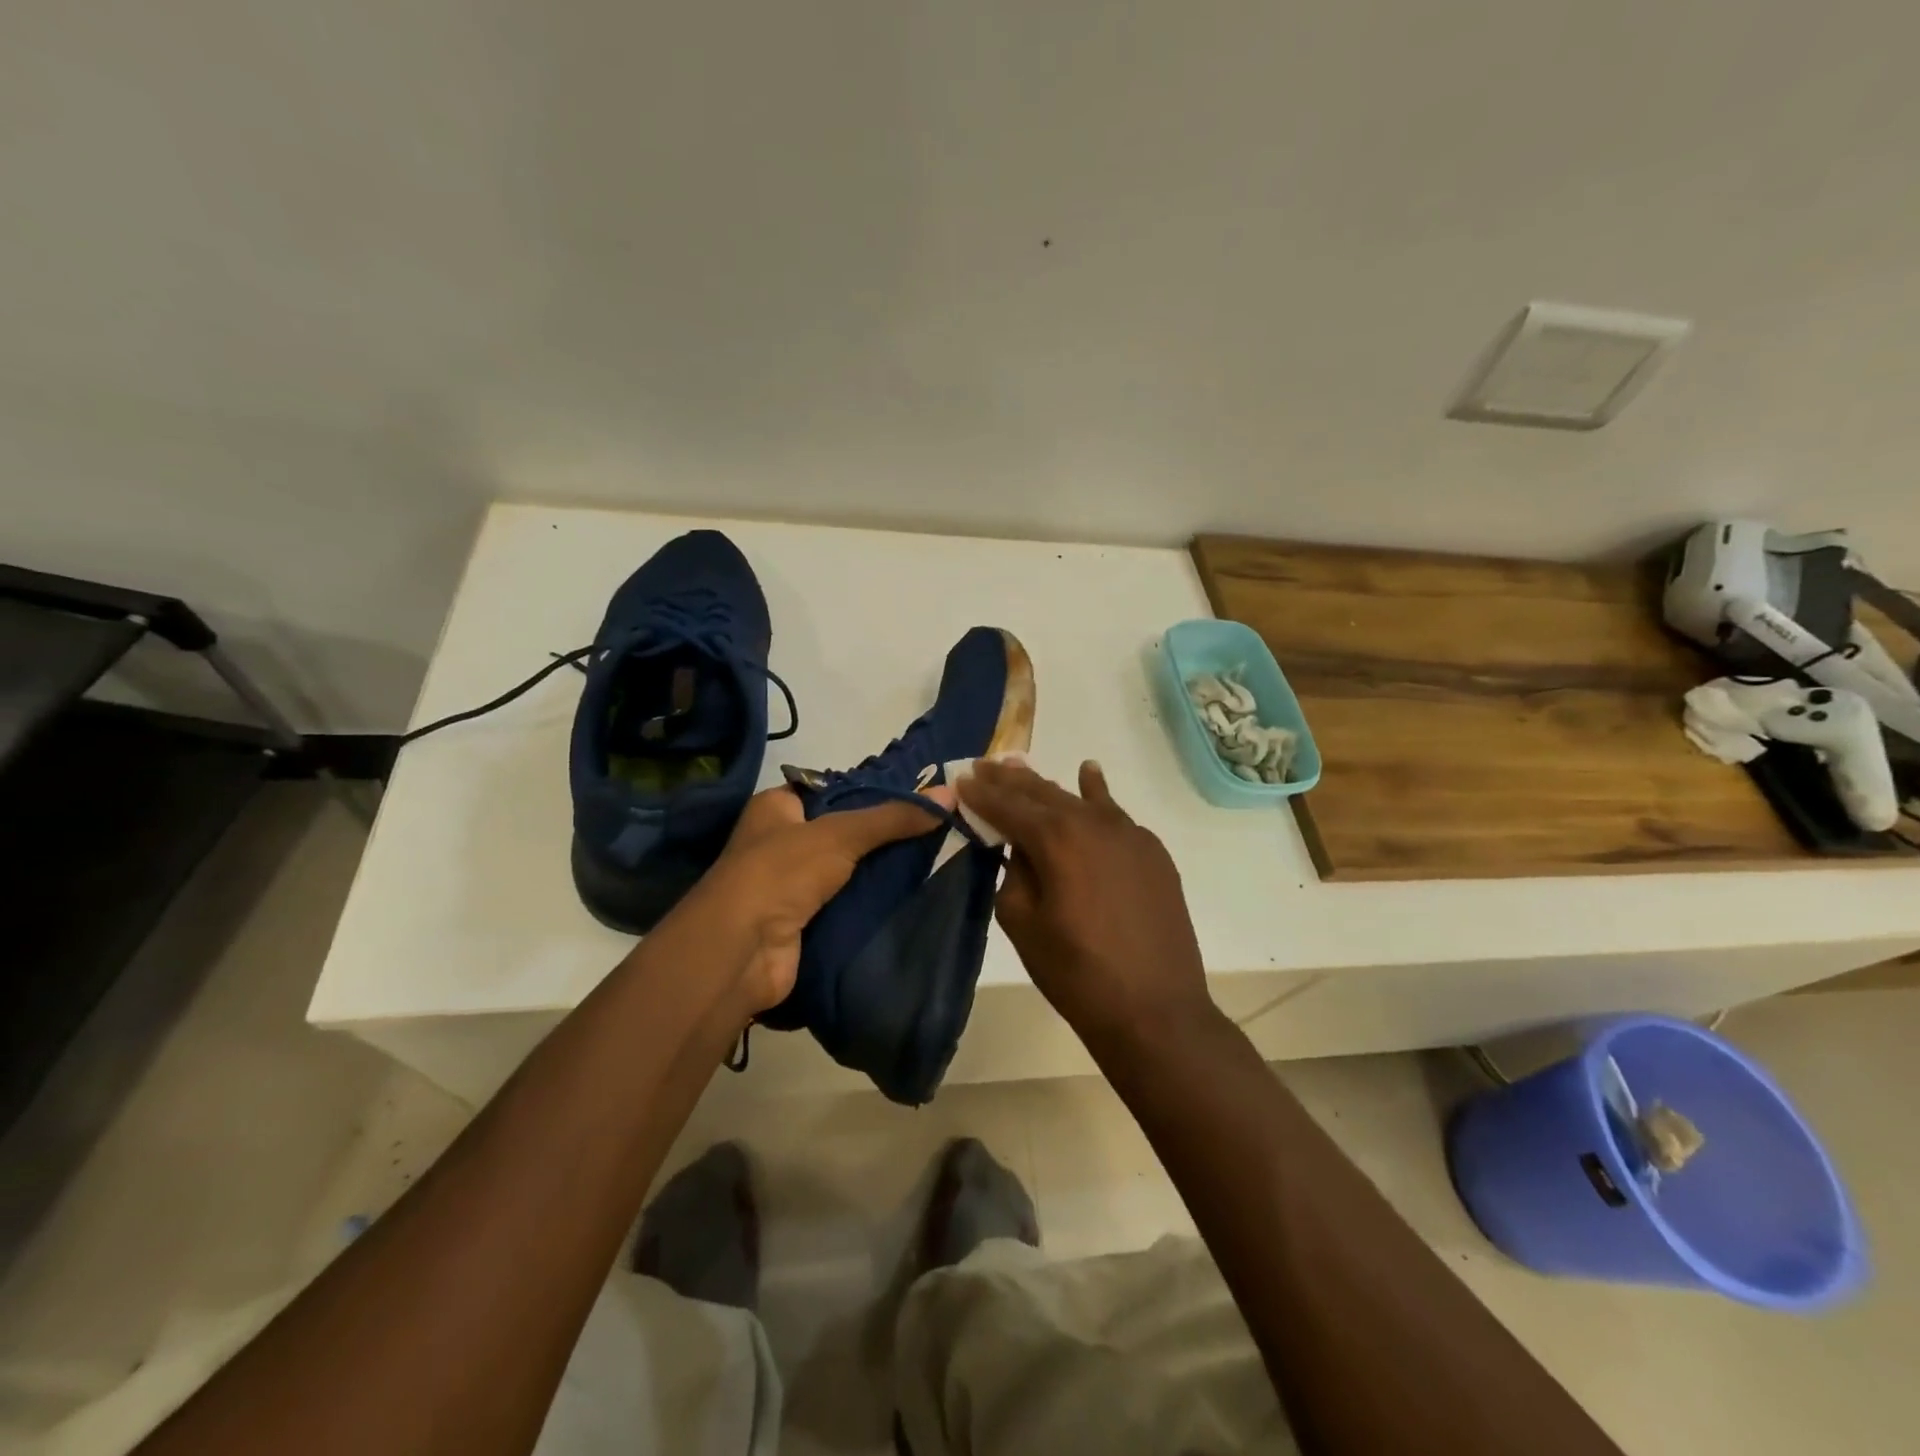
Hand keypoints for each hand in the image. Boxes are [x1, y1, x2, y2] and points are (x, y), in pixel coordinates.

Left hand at [669, 783, 955, 1018]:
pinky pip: (846, 904)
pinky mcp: (804, 922)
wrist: (742, 951)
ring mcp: (790, 885)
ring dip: (881, 871)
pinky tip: (913, 895)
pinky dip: (873, 902)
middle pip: (843, 831)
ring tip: (935, 858)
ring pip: (847, 870)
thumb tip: (950, 796)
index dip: (871, 792)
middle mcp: (780, 841)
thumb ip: (893, 817)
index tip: (917, 797)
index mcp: (777, 807)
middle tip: (935, 829)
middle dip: (883, 834)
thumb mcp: (840, 833)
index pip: (832, 790)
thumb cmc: (781, 872)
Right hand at [957, 760, 1215, 1056]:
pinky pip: (1115, 814)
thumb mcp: (1023, 925)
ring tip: (1022, 766)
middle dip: (1011, 780)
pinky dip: (1096, 794)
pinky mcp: (1152, 852)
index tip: (961, 778)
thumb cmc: (1077, 973)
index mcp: (1056, 839)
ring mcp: (1130, 834)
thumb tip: (1021, 850)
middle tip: (986, 765)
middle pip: (1044, 793)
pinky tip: (1089, 776)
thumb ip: (1014, 875)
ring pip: (1080, 799)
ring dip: (1049, 785)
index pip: (1009, 806)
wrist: (1155, 1010)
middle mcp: (1094, 823)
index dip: (982, 793)